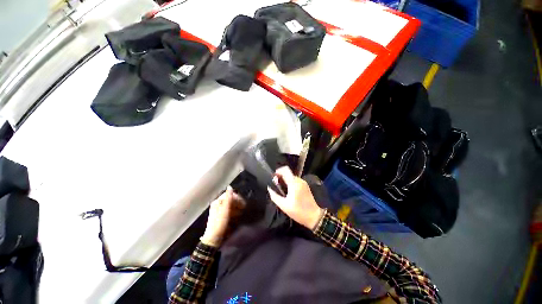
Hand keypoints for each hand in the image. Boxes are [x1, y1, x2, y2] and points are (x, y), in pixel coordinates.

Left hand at [201, 186, 245, 246]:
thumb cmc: (219, 223)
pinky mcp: (221, 216)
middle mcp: (218, 204)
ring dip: (237, 208)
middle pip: (230, 199)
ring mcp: (219, 210)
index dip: (237, 197)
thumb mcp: (225, 210)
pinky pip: (230, 211)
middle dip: (237, 203)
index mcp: (217, 201)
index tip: (243, 202)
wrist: (213, 239)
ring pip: (231, 205)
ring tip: (240, 213)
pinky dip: (234, 212)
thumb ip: (228, 198)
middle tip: (243, 208)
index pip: (229, 194)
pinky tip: (237, 216)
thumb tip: (230, 187)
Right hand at [268, 166, 322, 229]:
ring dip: (284, 180)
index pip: (285, 170)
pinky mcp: (305, 186)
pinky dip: (289, 183)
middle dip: (280, 177)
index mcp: (294, 183)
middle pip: (287, 173)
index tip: (273, 178)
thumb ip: (275, 195)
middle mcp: (299, 180)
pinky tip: (287, 192)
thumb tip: (269, 188)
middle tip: (276, 186)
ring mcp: (303, 183)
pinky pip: (295, 181)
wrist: (314, 216)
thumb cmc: (298, 211)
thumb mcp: (284, 205)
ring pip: (291, 177)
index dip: (278, 171)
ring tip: (281, 190)